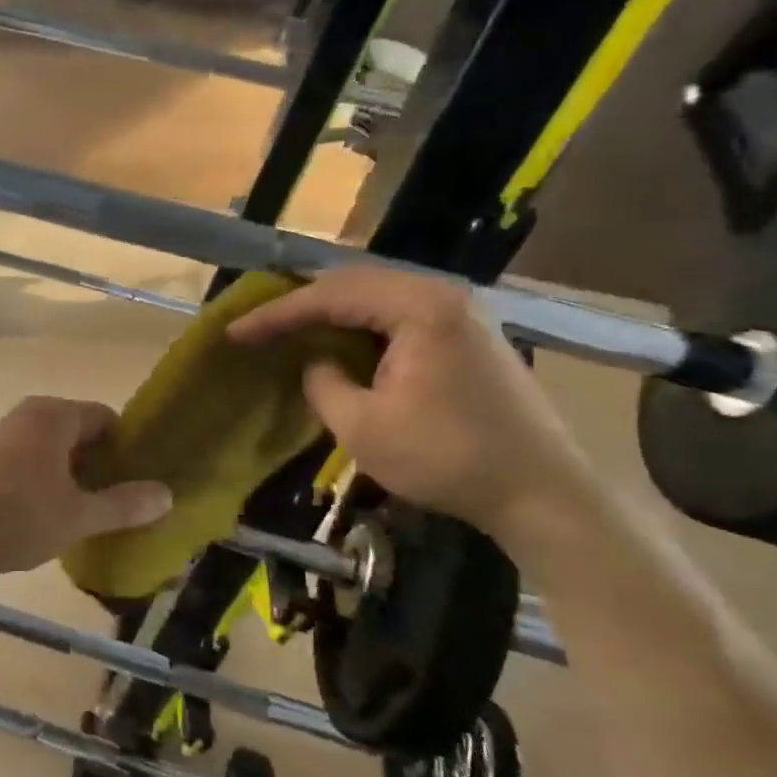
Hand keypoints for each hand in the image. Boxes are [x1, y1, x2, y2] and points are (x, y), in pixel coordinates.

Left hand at [0, 397, 172, 583]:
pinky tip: (53, 515)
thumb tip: (167, 494)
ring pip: (56, 450)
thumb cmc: (15, 517)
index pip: (107, 419)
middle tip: (124, 502)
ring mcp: (5, 435)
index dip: (129, 449)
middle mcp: (30, 415)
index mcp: (55, 416)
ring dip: (75, 477)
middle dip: (103, 466)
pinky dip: (49, 481)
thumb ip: (123, 504)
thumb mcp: (77, 516)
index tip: (143, 482)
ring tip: (93, 513)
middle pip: (82, 433)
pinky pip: (32, 460)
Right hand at [226, 266, 595, 539]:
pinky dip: (361, 322)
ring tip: (289, 324)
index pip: (329, 298)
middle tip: (258, 320)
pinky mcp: (469, 334)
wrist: (542, 494)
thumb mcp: (362, 426)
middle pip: (354, 283)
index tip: (235, 331)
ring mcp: (462, 312)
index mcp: (418, 308)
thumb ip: (323, 382)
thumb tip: (315, 362)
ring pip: (378, 294)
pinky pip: (400, 313)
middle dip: (301, 301)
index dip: (276, 314)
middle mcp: (442, 295)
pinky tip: (340, 338)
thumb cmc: (447, 458)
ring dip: (331, 309)